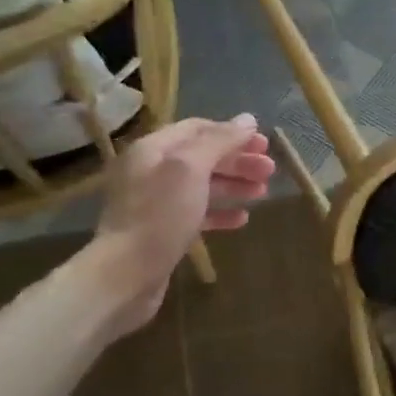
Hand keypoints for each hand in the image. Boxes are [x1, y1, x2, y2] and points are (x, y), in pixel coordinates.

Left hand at [86, 115, 273, 335]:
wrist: (125, 275)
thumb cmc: (159, 215)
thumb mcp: (191, 169)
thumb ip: (220, 141)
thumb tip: (248, 120)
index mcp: (153, 149)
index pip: (197, 128)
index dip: (232, 133)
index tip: (263, 144)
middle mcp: (151, 171)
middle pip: (202, 157)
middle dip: (237, 161)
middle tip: (270, 170)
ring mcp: (155, 203)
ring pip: (202, 186)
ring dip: (234, 185)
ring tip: (262, 192)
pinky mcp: (162, 232)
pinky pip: (196, 213)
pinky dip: (220, 212)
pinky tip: (242, 219)